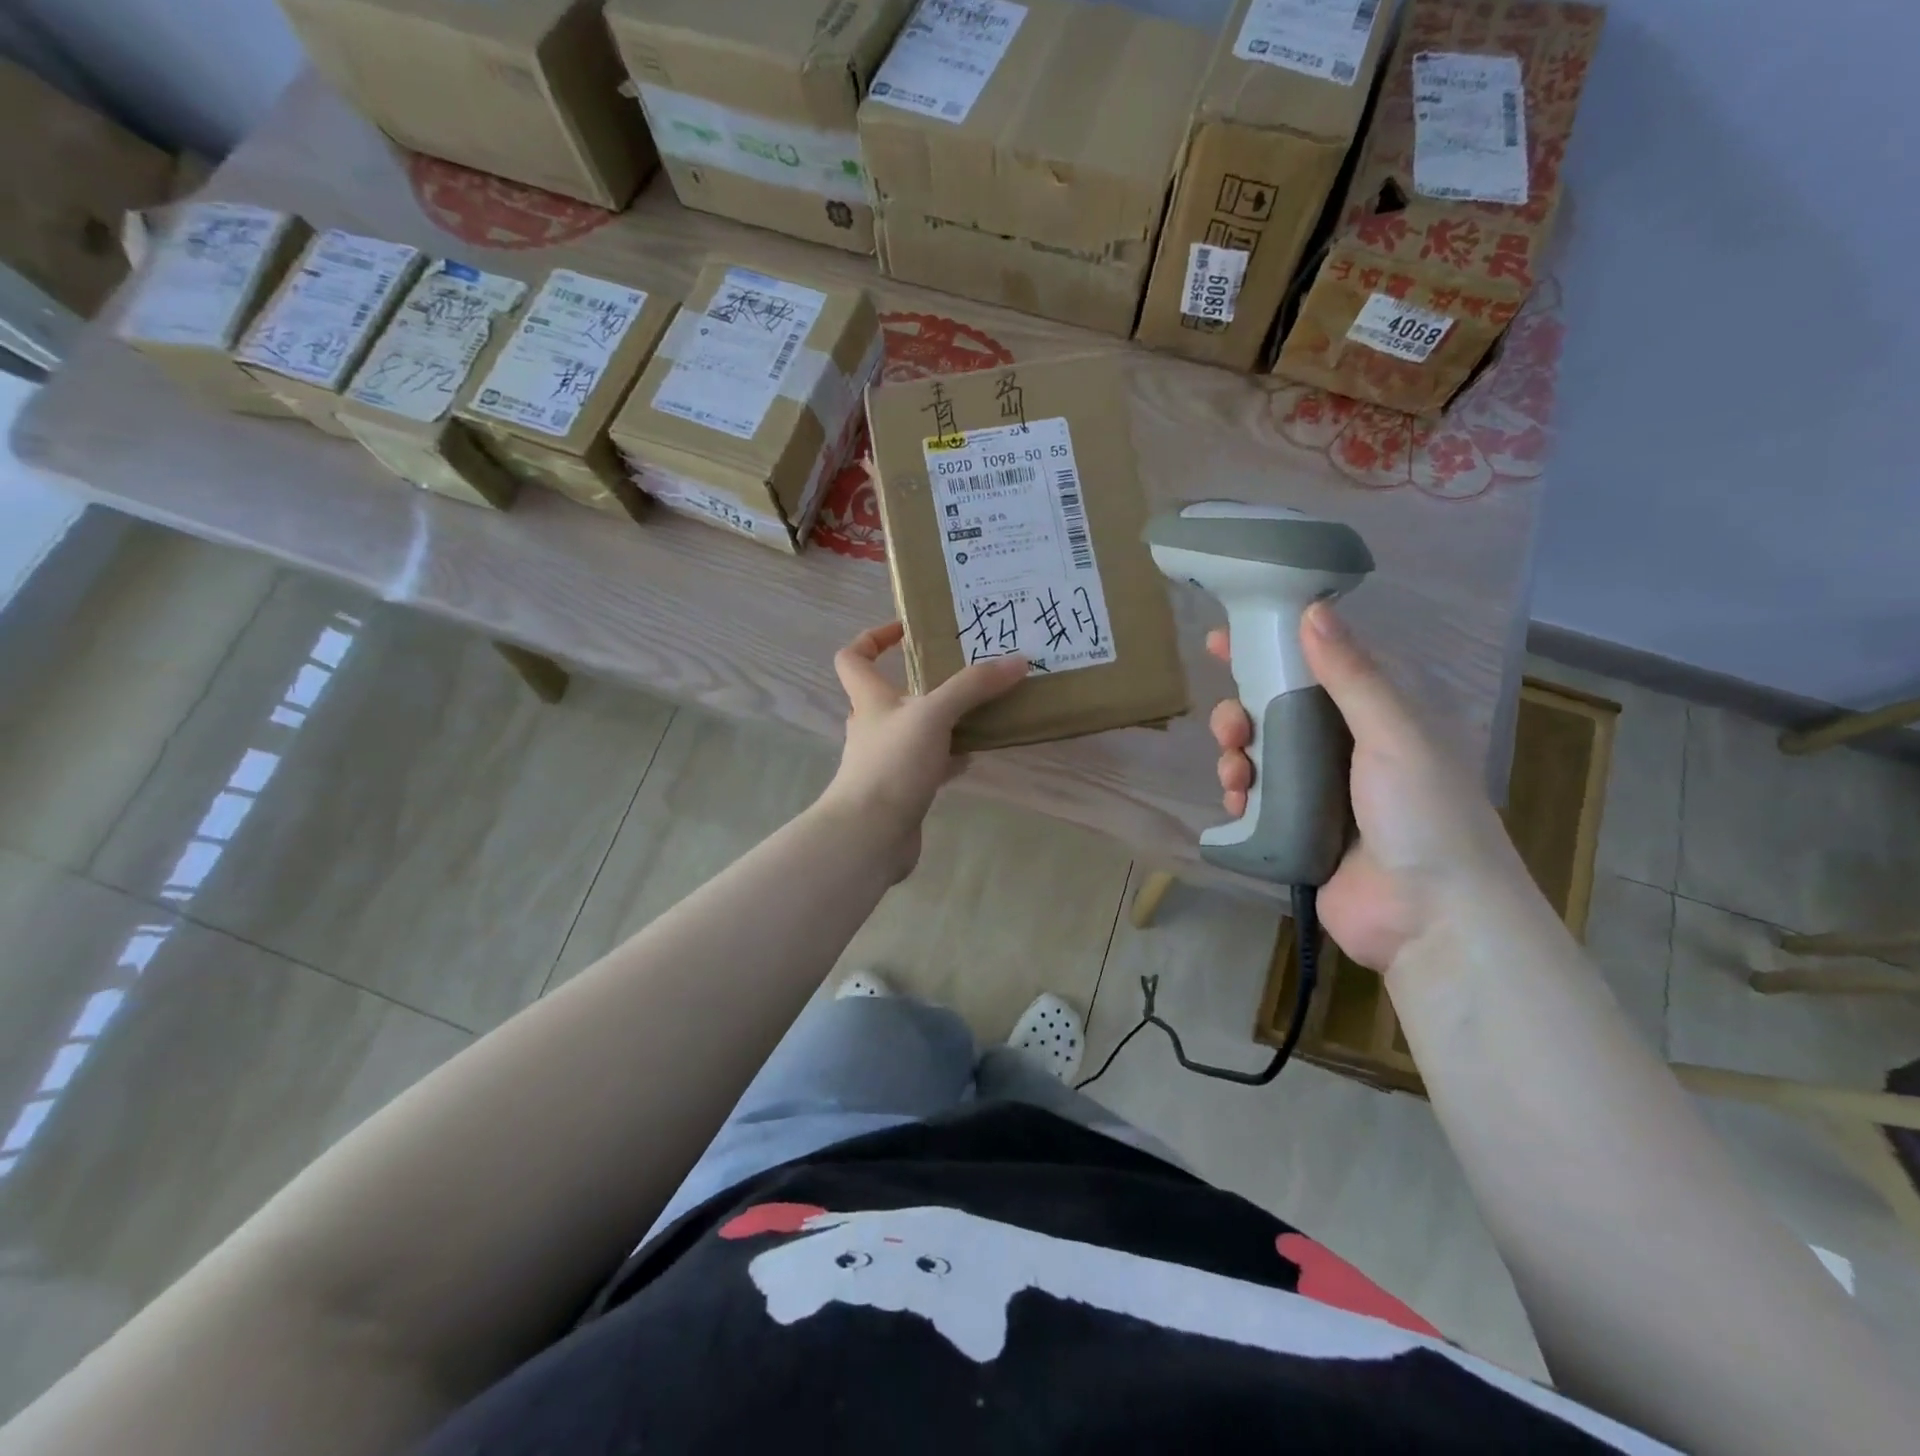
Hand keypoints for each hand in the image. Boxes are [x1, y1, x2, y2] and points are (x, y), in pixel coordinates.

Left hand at [820, 622, 1028, 875]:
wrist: (870, 835)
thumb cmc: (892, 764)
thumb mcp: (933, 714)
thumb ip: (972, 686)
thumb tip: (1017, 660)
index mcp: (869, 699)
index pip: (854, 657)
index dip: (873, 638)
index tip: (908, 631)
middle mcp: (873, 726)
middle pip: (892, 694)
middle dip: (924, 681)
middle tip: (965, 671)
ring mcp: (886, 760)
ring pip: (916, 730)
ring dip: (943, 719)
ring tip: (981, 709)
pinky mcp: (902, 789)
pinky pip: (929, 764)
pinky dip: (950, 756)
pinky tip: (975, 754)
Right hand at [1209, 603, 1528, 971]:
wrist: (1431, 918)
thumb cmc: (1423, 815)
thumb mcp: (1393, 735)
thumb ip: (1351, 676)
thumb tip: (1312, 610)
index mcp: (1375, 720)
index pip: (1314, 670)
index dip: (1269, 650)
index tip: (1221, 639)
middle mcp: (1344, 752)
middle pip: (1275, 714)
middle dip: (1242, 713)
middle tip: (1230, 726)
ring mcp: (1318, 795)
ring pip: (1259, 757)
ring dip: (1236, 757)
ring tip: (1235, 776)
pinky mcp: (1295, 834)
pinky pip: (1255, 802)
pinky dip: (1239, 798)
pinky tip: (1237, 804)